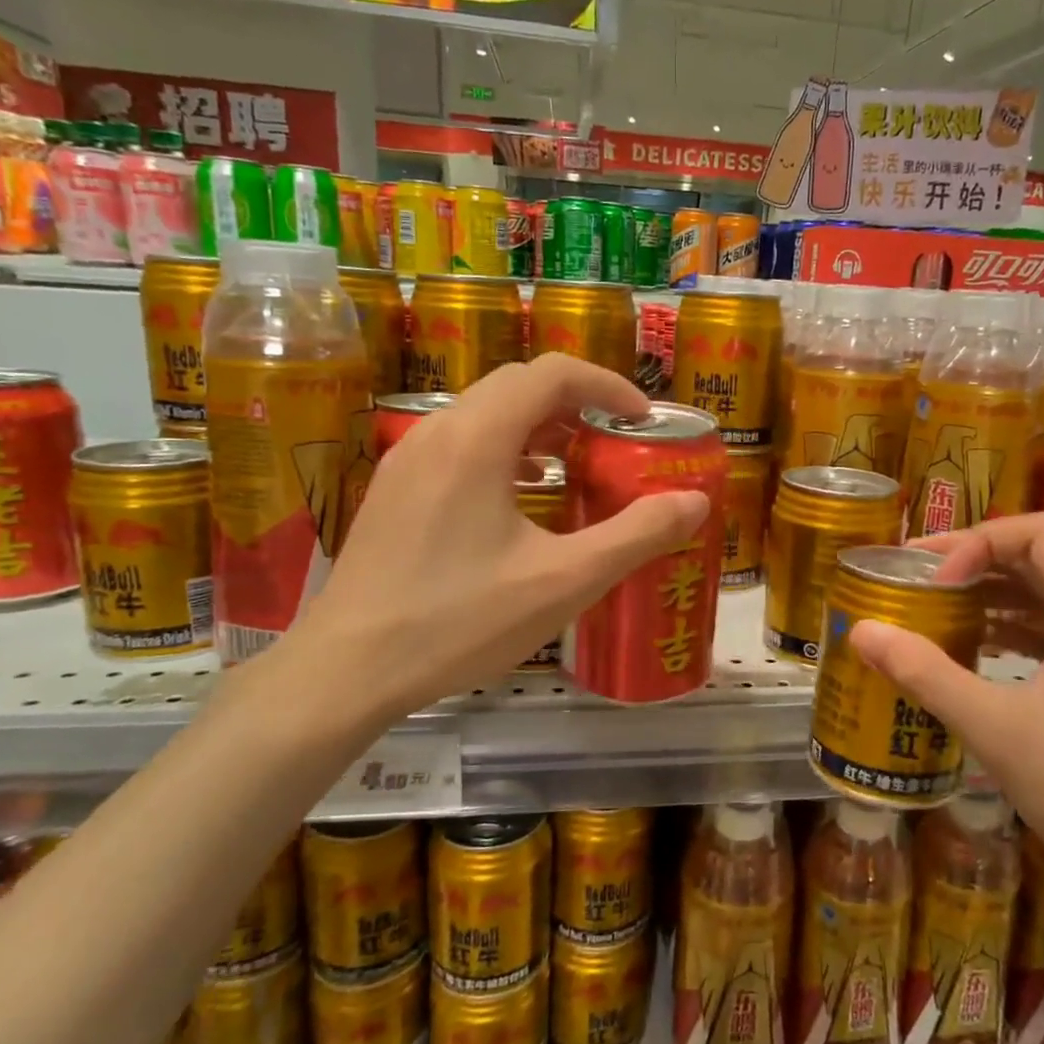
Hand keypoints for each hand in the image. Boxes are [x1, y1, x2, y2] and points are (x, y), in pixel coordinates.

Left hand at [277, 355, 709, 728]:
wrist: (347, 670)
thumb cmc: (460, 621)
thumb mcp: (564, 581)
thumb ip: (636, 536)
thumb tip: (695, 502)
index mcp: (478, 438)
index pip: (553, 373)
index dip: (607, 386)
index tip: (642, 420)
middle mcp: (437, 431)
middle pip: (517, 385)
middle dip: (576, 402)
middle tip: (616, 441)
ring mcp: (407, 459)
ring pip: (485, 413)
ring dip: (539, 425)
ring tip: (576, 465)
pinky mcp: (394, 490)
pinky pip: (460, 443)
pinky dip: (504, 450)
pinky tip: (521, 497)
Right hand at [848, 513, 1043, 908]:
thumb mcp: (997, 729)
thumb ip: (926, 674)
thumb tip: (861, 631)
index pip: (1035, 531)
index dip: (977, 542)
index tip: (935, 581)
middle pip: (1039, 558)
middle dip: (975, 562)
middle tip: (918, 582)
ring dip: (993, 597)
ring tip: (939, 615)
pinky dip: (1013, 631)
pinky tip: (980, 657)